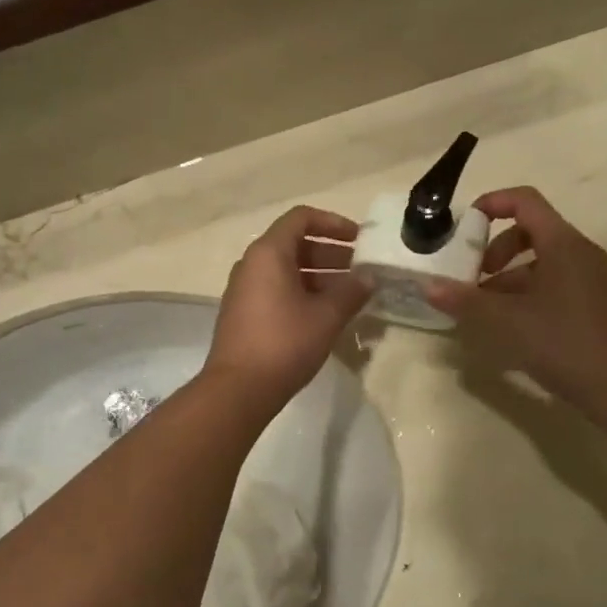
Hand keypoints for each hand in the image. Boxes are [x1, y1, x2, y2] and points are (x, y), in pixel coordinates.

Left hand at [206, 206, 369, 410]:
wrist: (239, 388)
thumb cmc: (284, 343)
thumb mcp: (326, 316)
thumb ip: (350, 292)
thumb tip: (368, 278)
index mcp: (268, 253)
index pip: (301, 218)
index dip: (333, 223)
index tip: (359, 239)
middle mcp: (251, 265)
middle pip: (294, 245)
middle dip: (330, 254)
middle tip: (360, 271)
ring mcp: (244, 290)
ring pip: (286, 271)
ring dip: (319, 277)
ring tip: (349, 295)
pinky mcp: (243, 315)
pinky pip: (276, 291)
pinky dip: (302, 294)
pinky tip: (325, 316)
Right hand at [425, 187, 606, 422]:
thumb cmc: (565, 344)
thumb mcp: (506, 322)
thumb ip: (466, 301)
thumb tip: (429, 286)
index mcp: (563, 244)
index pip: (525, 201)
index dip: (491, 204)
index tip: (464, 226)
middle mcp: (582, 253)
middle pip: (532, 232)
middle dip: (495, 251)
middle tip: (473, 280)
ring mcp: (594, 279)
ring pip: (543, 263)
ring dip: (508, 279)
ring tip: (485, 312)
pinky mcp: (597, 305)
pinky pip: (556, 285)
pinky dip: (528, 295)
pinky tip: (513, 328)